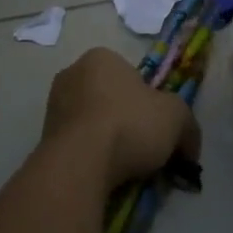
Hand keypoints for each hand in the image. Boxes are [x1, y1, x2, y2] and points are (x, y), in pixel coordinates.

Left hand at [41, 47, 200, 189]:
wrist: (80, 163)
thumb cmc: (130, 124)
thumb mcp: (177, 118)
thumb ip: (188, 126)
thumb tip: (190, 148)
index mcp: (101, 57)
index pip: (131, 75)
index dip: (149, 100)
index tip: (156, 125)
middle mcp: (71, 74)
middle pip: (110, 98)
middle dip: (126, 120)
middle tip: (143, 148)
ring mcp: (53, 106)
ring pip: (92, 122)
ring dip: (107, 140)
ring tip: (124, 167)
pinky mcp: (43, 137)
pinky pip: (77, 144)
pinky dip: (90, 156)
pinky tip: (103, 174)